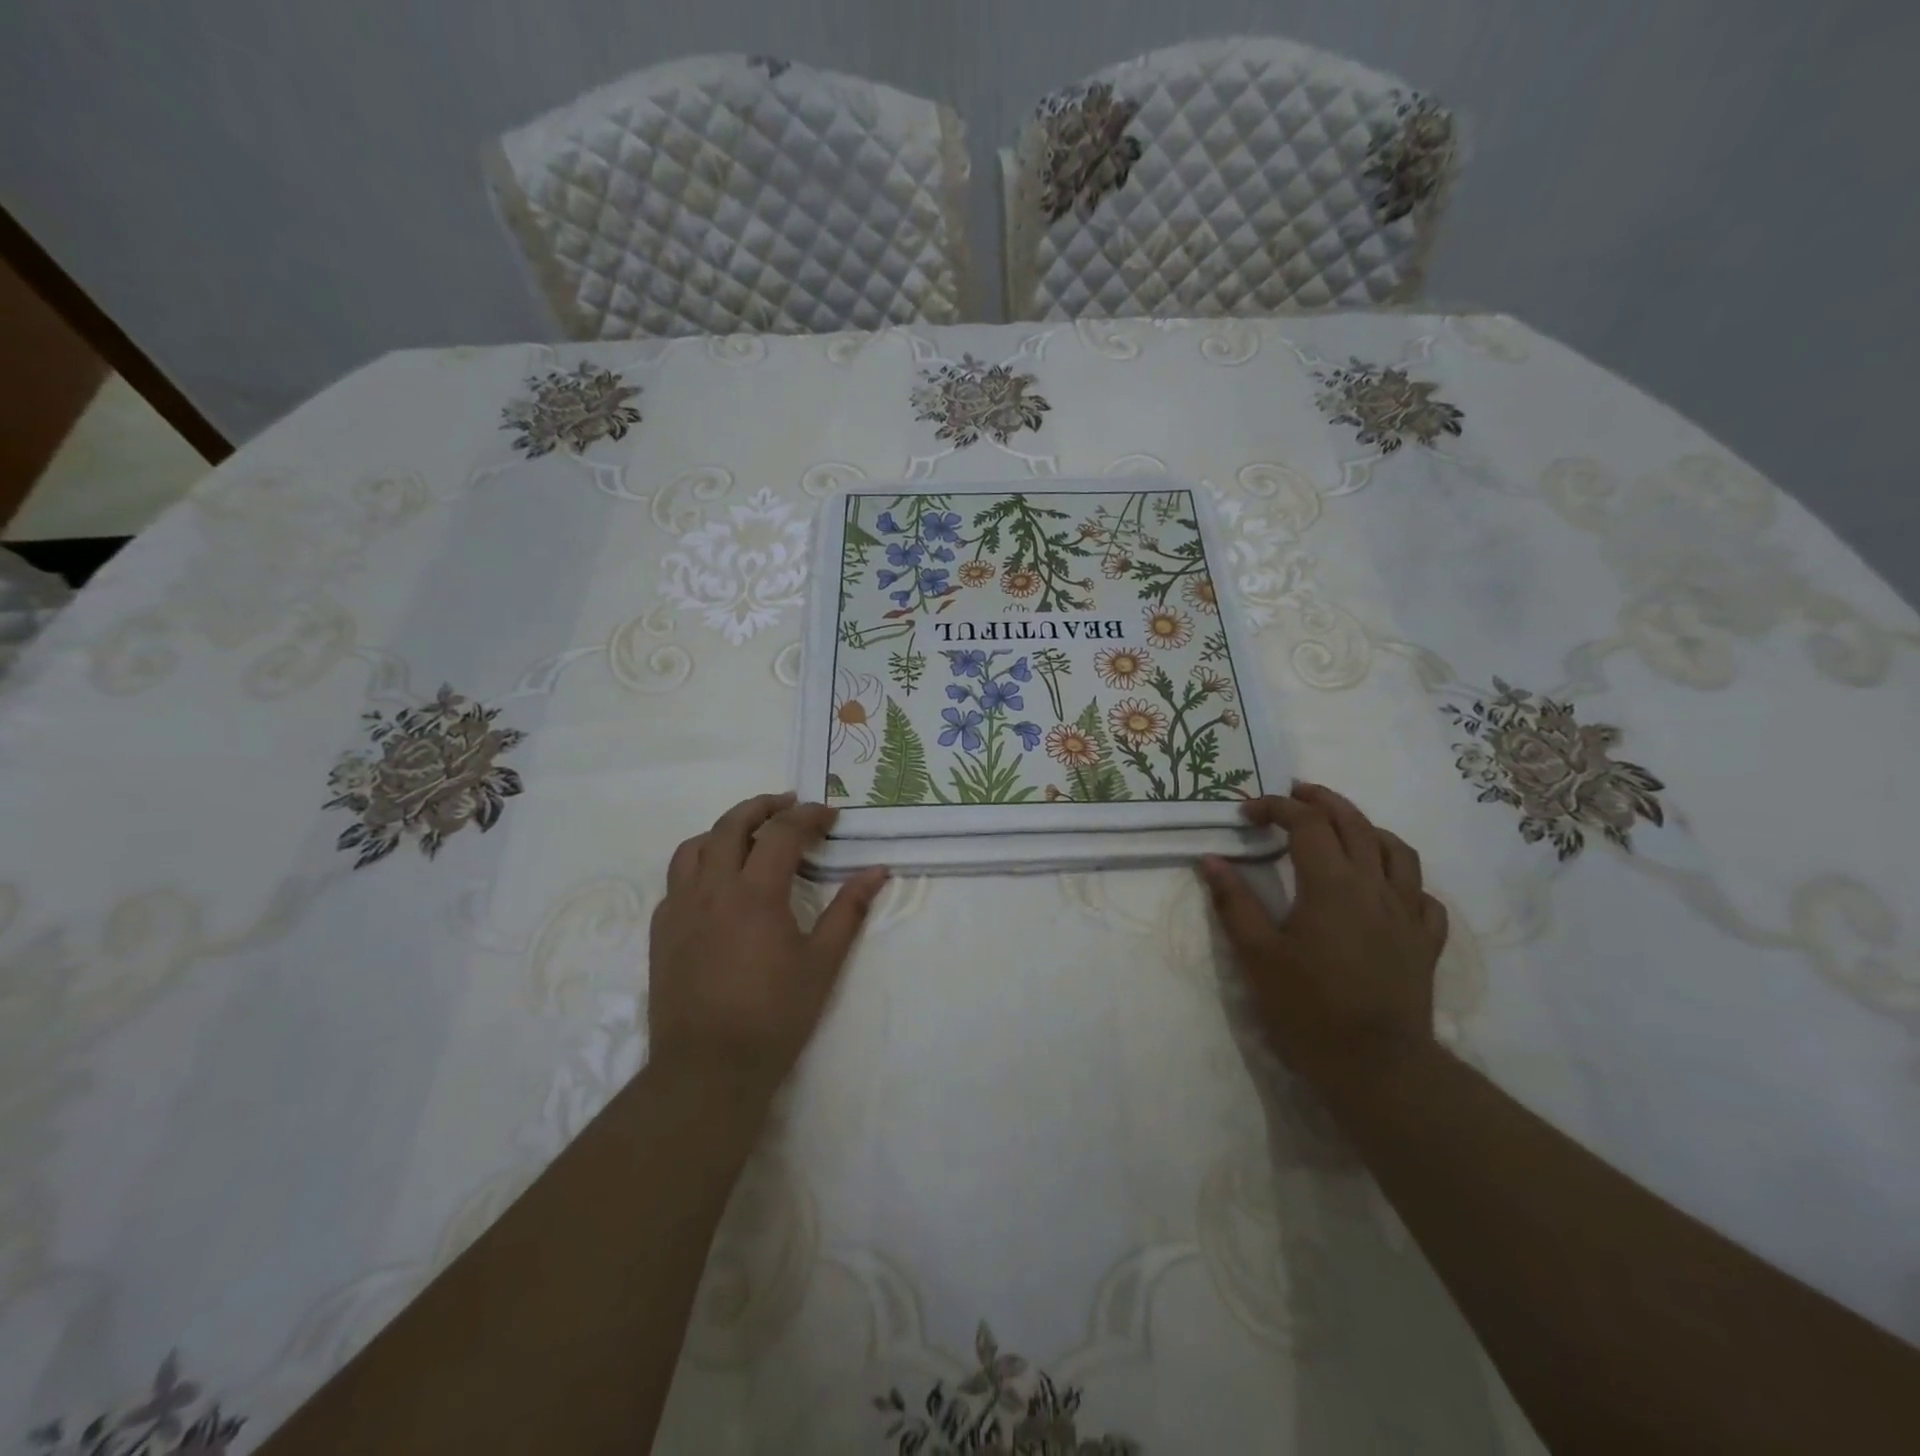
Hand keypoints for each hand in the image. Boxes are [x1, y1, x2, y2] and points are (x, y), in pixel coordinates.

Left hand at [649, 792, 887, 1098]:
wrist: (708, 1068)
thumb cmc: (774, 1015)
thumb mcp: (822, 963)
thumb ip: (849, 911)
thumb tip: (877, 871)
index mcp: (755, 893)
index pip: (782, 833)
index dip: (809, 817)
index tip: (830, 816)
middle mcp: (712, 888)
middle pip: (731, 825)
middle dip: (763, 806)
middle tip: (788, 804)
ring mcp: (680, 908)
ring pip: (694, 846)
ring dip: (724, 830)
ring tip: (748, 834)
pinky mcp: (662, 931)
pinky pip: (676, 880)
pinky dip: (699, 864)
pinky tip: (716, 884)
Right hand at [1199, 783, 1447, 1088]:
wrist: (1377, 1066)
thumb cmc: (1308, 1008)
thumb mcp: (1257, 955)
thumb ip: (1234, 902)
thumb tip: (1211, 860)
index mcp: (1331, 884)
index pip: (1305, 823)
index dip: (1275, 808)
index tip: (1246, 813)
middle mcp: (1374, 887)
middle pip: (1354, 824)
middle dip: (1322, 801)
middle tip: (1296, 793)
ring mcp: (1407, 914)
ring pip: (1397, 851)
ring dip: (1367, 828)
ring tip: (1344, 827)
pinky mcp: (1425, 943)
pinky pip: (1423, 896)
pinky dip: (1402, 880)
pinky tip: (1386, 889)